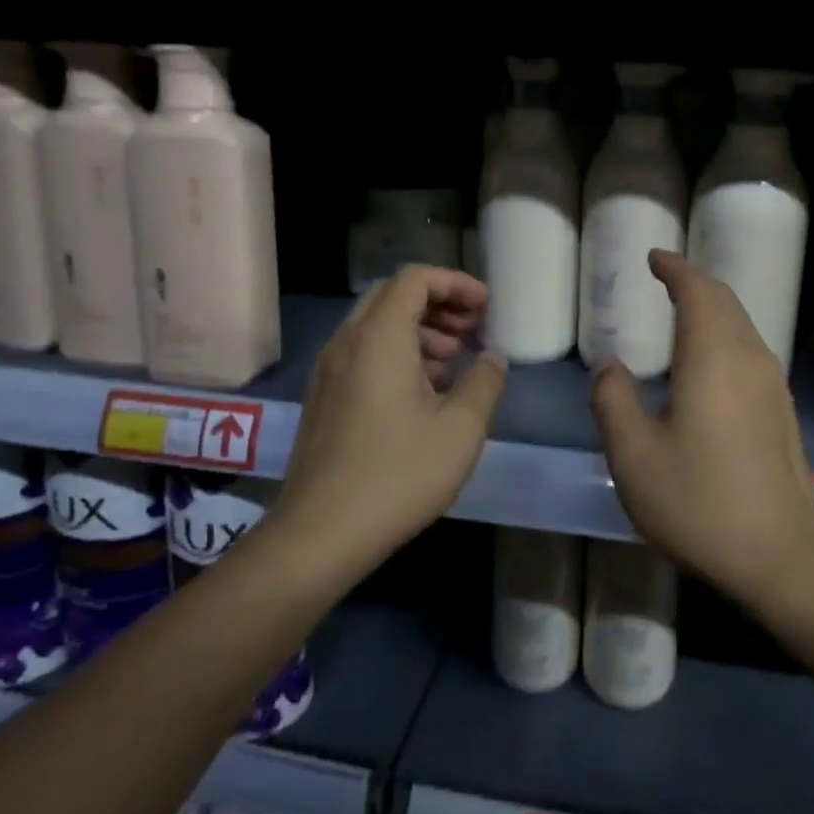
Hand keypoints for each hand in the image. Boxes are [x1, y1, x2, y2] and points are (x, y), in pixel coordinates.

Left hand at [280, 266, 506, 571]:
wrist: (320, 534)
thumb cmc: (398, 474)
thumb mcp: (460, 429)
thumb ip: (484, 382)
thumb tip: (493, 357)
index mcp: (379, 337)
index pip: (415, 279)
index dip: (455, 283)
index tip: (486, 307)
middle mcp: (347, 342)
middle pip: (393, 296)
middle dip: (438, 304)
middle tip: (473, 330)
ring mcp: (328, 371)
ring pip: (376, 326)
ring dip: (419, 330)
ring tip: (454, 362)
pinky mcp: (323, 398)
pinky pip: (363, 353)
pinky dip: (397, 353)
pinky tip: (423, 392)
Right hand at [589, 251, 813, 604]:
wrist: (781, 558)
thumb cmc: (699, 503)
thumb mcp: (634, 456)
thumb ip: (613, 401)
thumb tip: (608, 364)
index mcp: (713, 357)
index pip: (698, 291)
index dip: (675, 268)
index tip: (654, 257)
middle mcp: (750, 359)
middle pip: (725, 302)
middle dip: (695, 283)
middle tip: (665, 279)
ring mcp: (773, 386)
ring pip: (742, 327)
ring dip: (712, 310)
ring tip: (682, 315)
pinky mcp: (782, 412)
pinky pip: (750, 353)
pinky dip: (724, 338)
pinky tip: (707, 365)